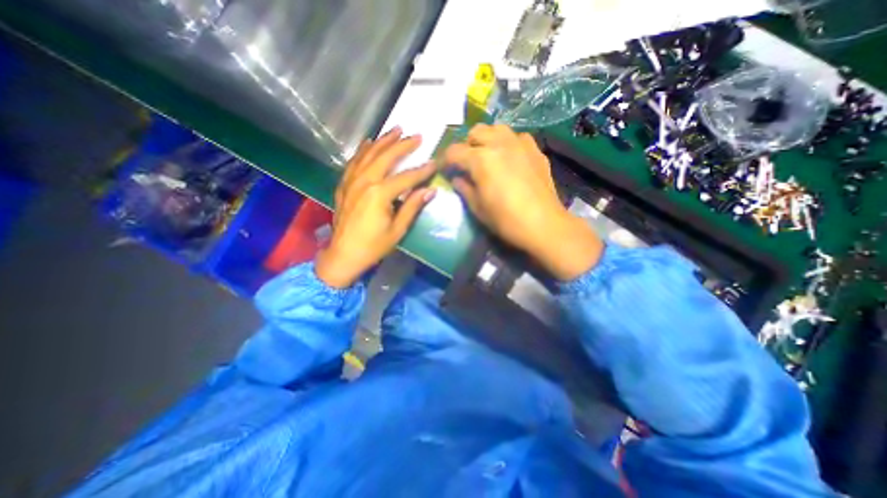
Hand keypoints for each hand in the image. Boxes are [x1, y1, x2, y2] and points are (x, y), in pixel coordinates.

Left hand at [317, 126, 437, 287]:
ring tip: (395, 129)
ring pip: (368, 154)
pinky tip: (369, 142)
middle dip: (402, 145)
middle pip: (386, 158)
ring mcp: (351, 181)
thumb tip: (430, 191)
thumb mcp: (397, 229)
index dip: (422, 170)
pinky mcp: (344, 185)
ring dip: (383, 141)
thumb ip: (412, 207)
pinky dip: (363, 150)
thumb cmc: (373, 246)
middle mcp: (364, 182)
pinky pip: (354, 162)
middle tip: (416, 135)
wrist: (343, 255)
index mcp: (379, 194)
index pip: (406, 177)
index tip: (434, 162)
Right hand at [443, 122, 602, 280]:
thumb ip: (464, 188)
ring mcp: (520, 144)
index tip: (444, 169)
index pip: (454, 151)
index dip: (445, 160)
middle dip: (467, 145)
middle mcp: (499, 143)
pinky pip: (518, 137)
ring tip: (488, 156)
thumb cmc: (506, 220)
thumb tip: (457, 178)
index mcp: (481, 159)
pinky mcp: (536, 150)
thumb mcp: (478, 208)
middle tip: (467, 163)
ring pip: (497, 129)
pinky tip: (511, 159)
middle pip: (476, 132)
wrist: (543, 224)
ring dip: (488, 139)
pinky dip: (509, 143)